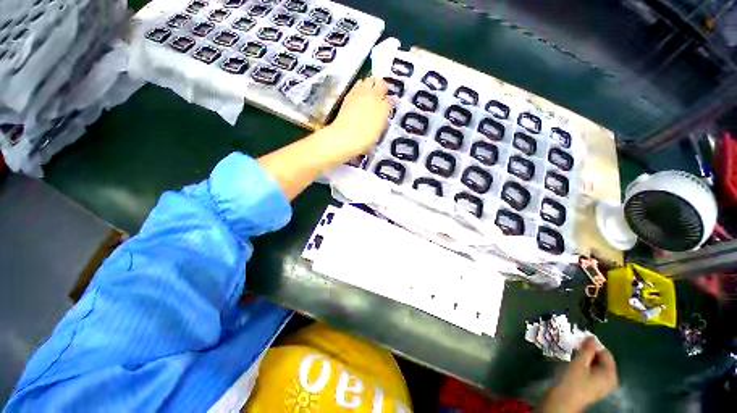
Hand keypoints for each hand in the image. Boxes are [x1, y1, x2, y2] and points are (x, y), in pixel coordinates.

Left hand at [323, 76, 391, 158]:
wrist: (345, 137)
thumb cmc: (364, 141)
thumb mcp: (378, 133)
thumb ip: (382, 121)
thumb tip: (382, 116)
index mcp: (384, 109)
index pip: (391, 101)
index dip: (390, 103)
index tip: (388, 105)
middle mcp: (375, 98)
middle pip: (382, 85)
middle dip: (383, 87)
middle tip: (382, 93)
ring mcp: (362, 94)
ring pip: (370, 80)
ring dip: (372, 83)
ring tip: (371, 89)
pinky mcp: (350, 94)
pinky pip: (358, 84)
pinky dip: (361, 85)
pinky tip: (360, 91)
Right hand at [540, 338, 618, 412]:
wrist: (563, 401)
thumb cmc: (573, 381)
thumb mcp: (579, 363)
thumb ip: (587, 349)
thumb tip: (591, 337)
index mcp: (610, 374)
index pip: (606, 353)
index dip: (593, 345)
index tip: (580, 340)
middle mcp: (610, 380)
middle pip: (602, 360)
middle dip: (589, 352)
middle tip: (575, 347)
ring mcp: (602, 386)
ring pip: (596, 366)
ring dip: (585, 358)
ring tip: (573, 354)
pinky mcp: (594, 388)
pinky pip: (592, 372)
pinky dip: (585, 366)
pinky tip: (574, 364)